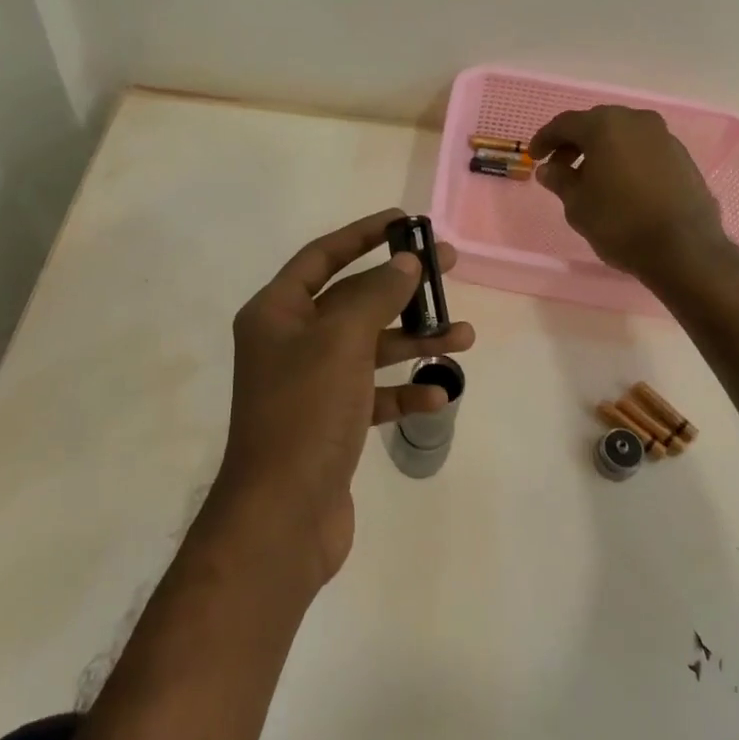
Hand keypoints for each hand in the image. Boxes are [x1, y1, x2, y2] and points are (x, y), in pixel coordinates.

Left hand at [218, 208, 474, 582]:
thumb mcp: (342, 341)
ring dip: (413, 341)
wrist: (282, 517)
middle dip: (401, 287)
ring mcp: (310, 385)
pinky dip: (403, 392)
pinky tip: (436, 396)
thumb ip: (376, 295)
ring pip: (369, 348)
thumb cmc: (306, 413)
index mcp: (276, 313)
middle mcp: (289, 343)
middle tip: (449, 269)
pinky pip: (373, 394)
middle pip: (353, 299)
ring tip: (462, 338)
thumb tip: (405, 263)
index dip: (364, 234)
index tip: (406, 222)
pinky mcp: (331, 423)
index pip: (322, 256)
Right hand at [528, 107, 735, 285]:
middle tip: (559, 168)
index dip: (545, 139)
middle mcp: (636, 120)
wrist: (684, 248)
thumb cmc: (620, 222)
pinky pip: (643, 149)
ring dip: (601, 151)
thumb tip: (549, 169)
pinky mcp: (682, 156)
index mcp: (605, 126)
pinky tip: (620, 185)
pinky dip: (625, 159)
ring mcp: (663, 136)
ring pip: (622, 135)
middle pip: (596, 124)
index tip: (534, 157)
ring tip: (590, 179)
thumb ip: (560, 180)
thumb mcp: (577, 205)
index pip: (565, 124)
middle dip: (574, 143)